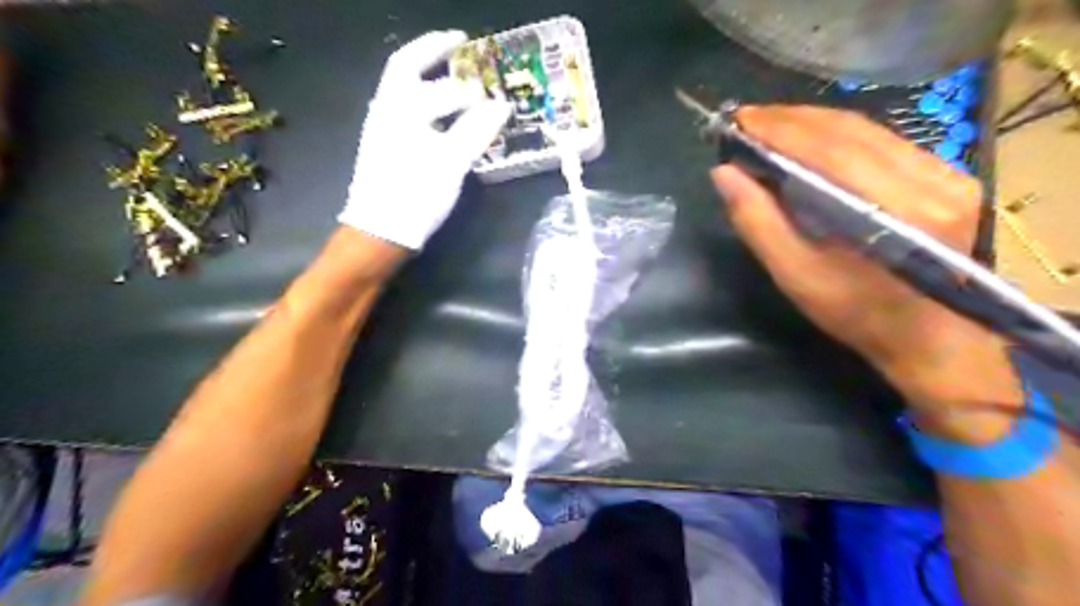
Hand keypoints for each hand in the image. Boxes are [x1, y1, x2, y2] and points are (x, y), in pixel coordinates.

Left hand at [338, 32, 510, 248]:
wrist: (381, 232)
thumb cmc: (416, 194)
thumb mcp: (451, 162)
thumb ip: (476, 130)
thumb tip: (501, 106)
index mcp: (399, 107)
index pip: (433, 79)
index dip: (463, 78)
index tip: (486, 77)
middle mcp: (386, 110)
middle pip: (408, 68)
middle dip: (433, 52)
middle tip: (460, 45)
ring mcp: (383, 129)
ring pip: (406, 90)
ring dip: (430, 78)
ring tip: (458, 80)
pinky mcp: (387, 148)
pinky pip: (408, 113)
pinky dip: (429, 106)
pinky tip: (446, 119)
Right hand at [716, 104, 1022, 435]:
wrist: (928, 338)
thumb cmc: (855, 314)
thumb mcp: (795, 275)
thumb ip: (758, 221)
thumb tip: (724, 172)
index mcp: (895, 213)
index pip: (830, 150)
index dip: (780, 129)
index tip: (739, 120)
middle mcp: (932, 181)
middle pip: (850, 131)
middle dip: (791, 120)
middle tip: (746, 120)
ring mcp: (948, 174)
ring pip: (867, 130)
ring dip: (812, 123)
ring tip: (769, 126)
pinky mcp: (950, 175)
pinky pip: (883, 141)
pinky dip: (839, 134)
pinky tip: (809, 138)